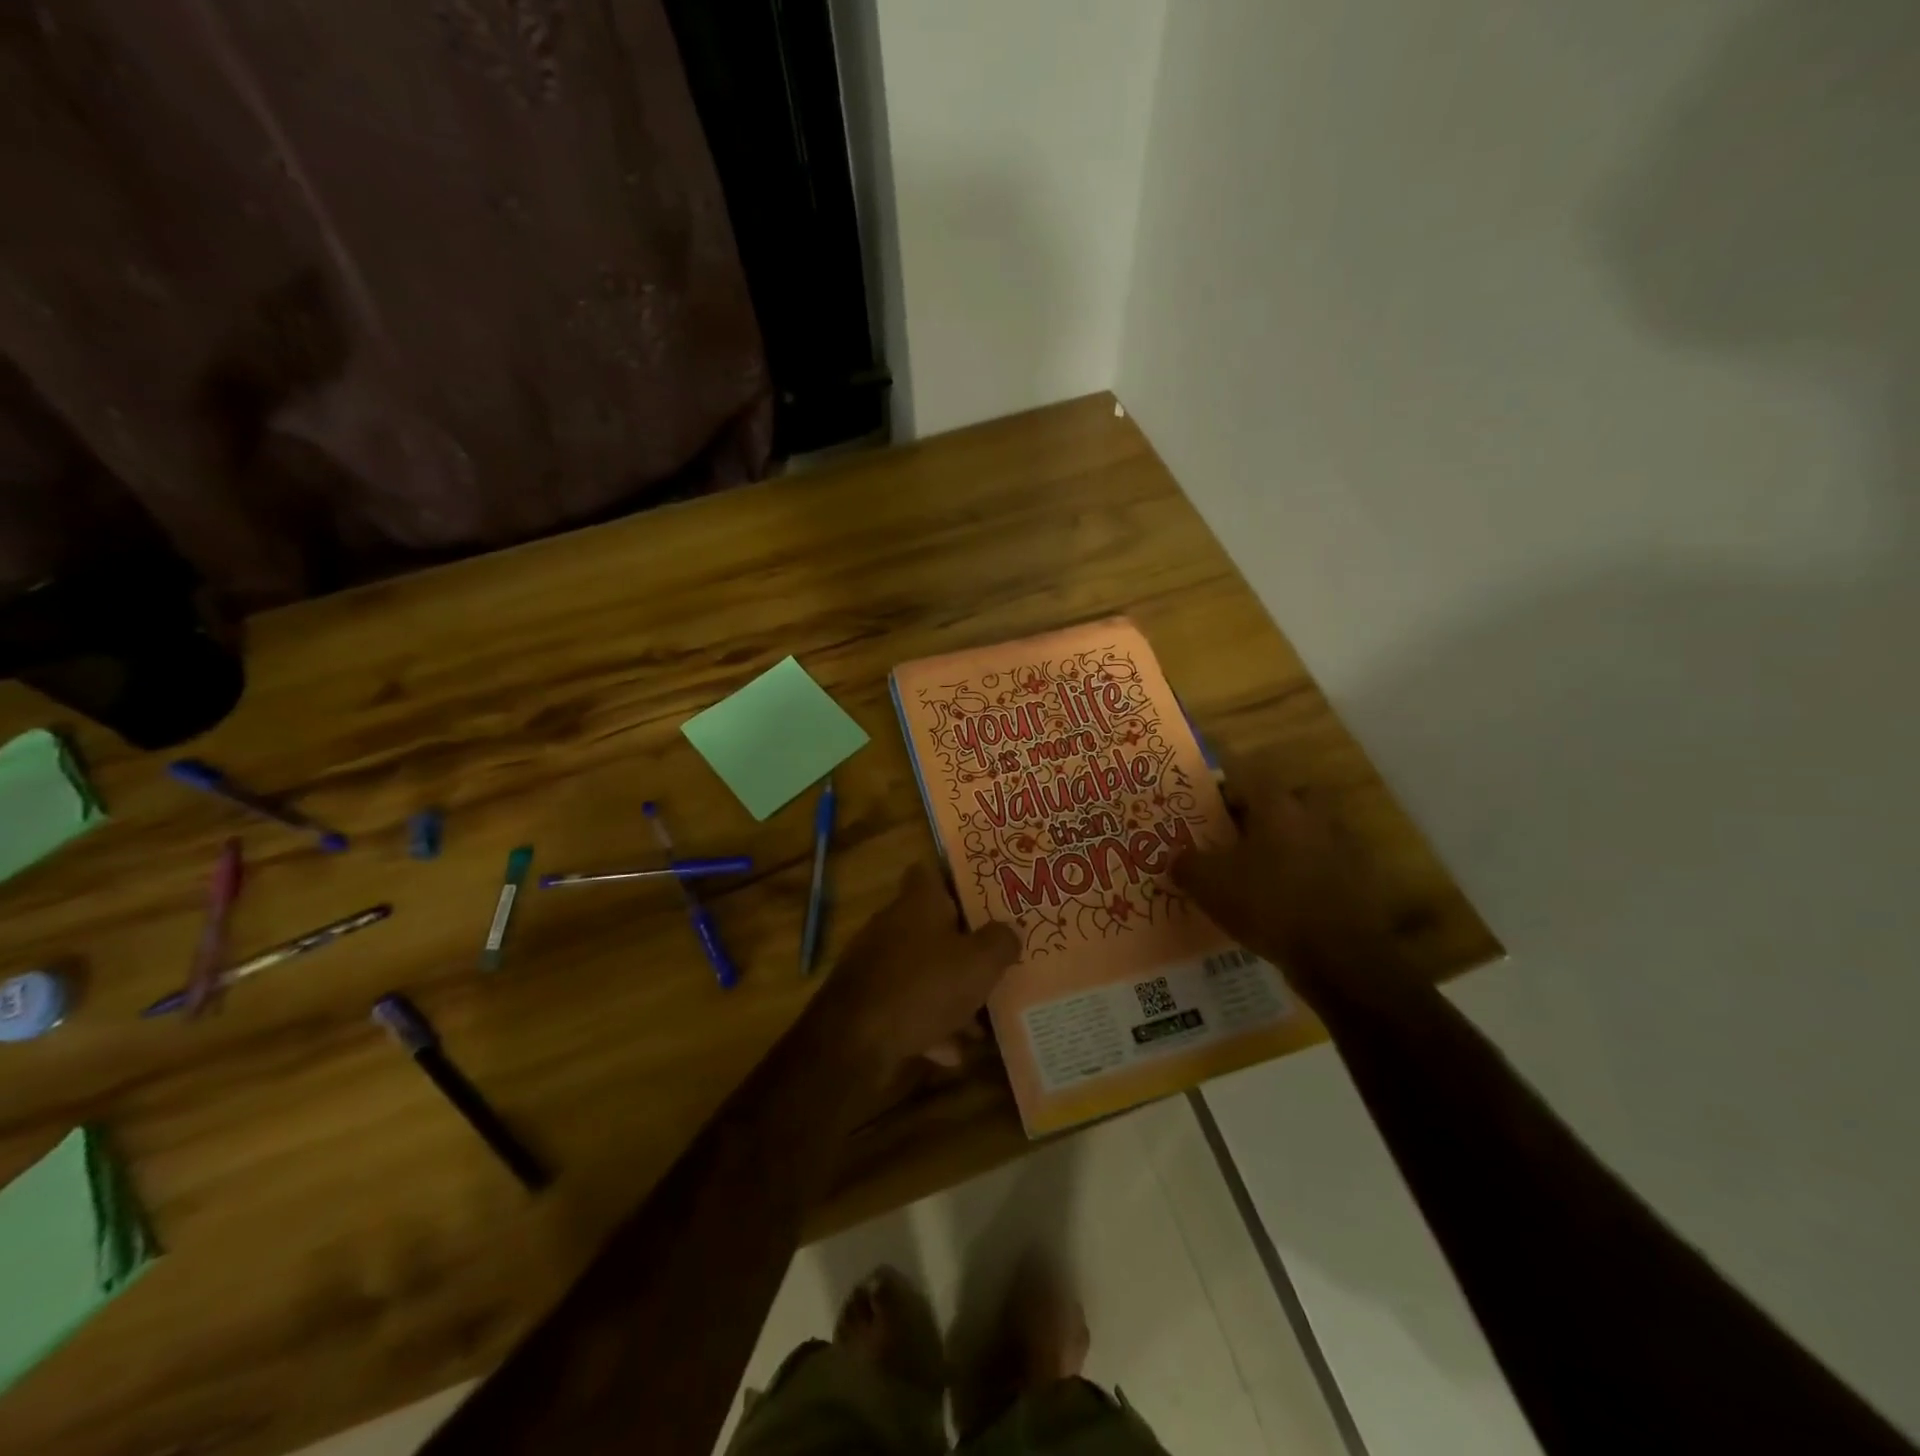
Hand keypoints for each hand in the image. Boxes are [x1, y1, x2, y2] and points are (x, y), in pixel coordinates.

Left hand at [820, 864, 1020, 1072]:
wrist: (855, 1041)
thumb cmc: (924, 986)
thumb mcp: (980, 963)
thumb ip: (1001, 942)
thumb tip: (1010, 930)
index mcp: (918, 902)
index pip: (931, 872)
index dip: (957, 880)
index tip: (984, 898)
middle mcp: (892, 924)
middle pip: (932, 925)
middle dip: (963, 946)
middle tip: (994, 960)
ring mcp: (875, 963)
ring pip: (923, 970)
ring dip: (950, 992)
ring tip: (981, 1021)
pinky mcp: (867, 1000)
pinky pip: (907, 1005)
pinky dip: (929, 1024)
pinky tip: (952, 1051)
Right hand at [1172, 759, 1410, 1002]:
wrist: (1340, 956)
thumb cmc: (1269, 904)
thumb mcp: (1209, 885)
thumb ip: (1186, 864)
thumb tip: (1176, 858)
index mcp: (1278, 806)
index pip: (1246, 779)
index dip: (1222, 793)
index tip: (1204, 813)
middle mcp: (1315, 816)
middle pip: (1288, 800)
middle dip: (1265, 813)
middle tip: (1239, 837)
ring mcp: (1344, 847)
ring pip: (1309, 832)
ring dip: (1288, 845)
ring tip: (1261, 874)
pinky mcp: (1361, 881)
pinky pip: (1325, 866)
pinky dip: (1308, 877)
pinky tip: (1287, 902)